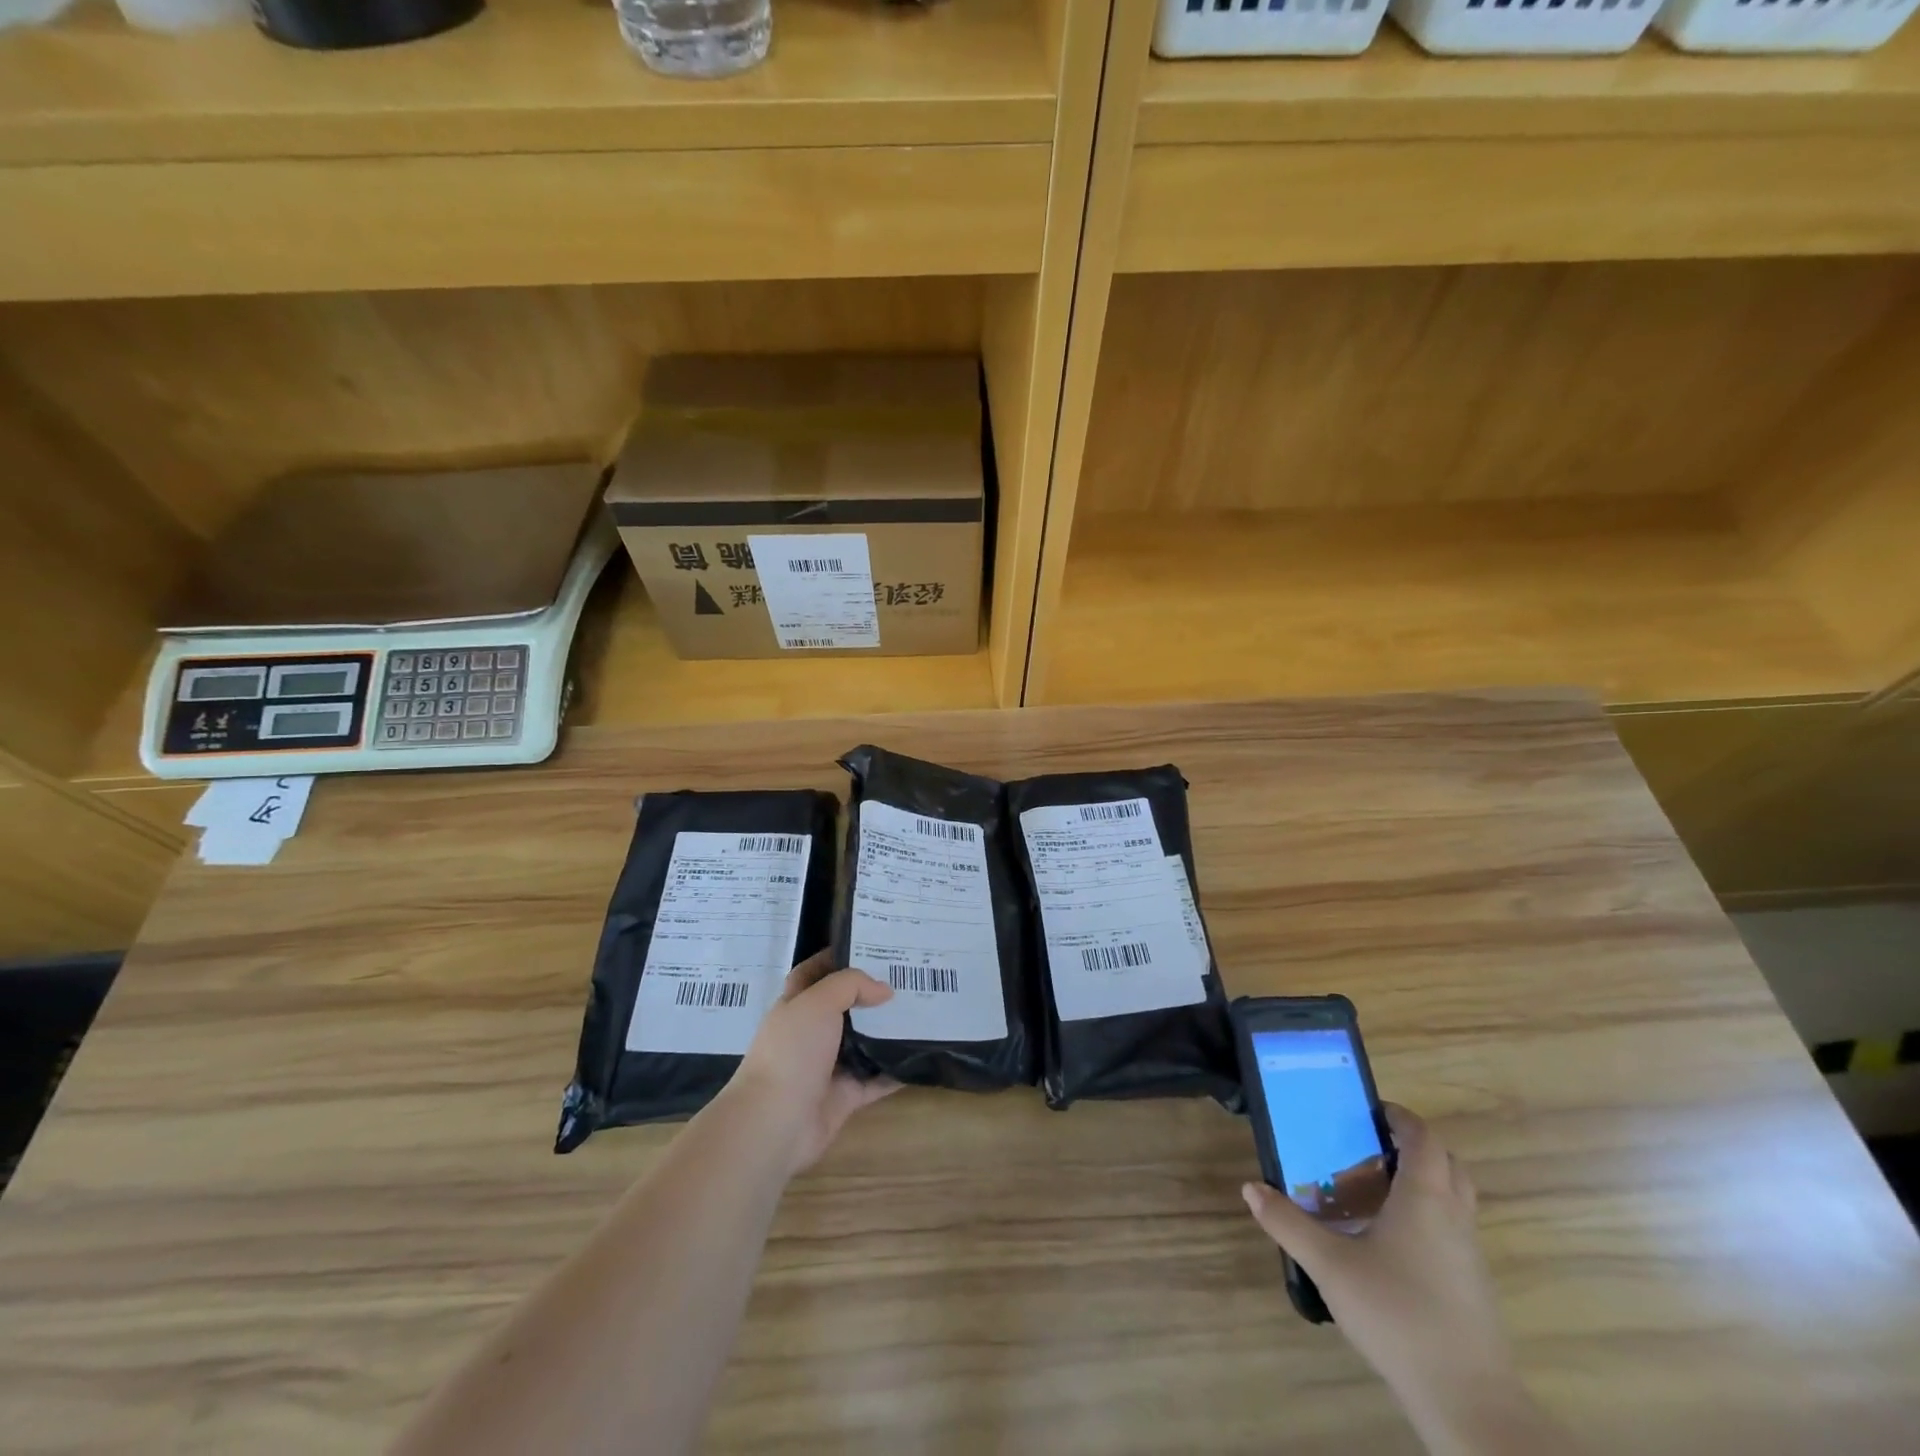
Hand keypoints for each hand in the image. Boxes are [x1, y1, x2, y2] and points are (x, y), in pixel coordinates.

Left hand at [723, 949, 901, 1177]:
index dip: (835, 957)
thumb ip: (851, 985)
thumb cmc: (792, 1052)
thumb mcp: (818, 1002)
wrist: (775, 1122)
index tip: (869, 946)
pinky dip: (897, 1070)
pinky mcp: (845, 1096)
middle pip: (846, 1007)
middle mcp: (811, 1033)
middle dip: (872, 993)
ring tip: (924, 1009)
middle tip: (908, 977)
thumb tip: (884, 990)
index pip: (813, 973)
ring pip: (864, 1043)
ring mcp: (828, 1066)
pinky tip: (922, 1054)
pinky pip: (877, 1079)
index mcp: (796, 1006)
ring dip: (888, 1030)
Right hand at [1241, 1105, 1515, 1421]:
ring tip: (1374, 1192)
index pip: (1423, 1137)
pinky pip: (1453, 1230)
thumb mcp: (1330, 1266)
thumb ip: (1288, 1223)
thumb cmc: (1397, 1314)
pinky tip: (1390, 1244)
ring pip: (1454, 1198)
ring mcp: (1470, 1254)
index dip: (1399, 1117)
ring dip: (1422, 1183)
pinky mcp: (1474, 1286)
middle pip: (1446, 1163)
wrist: (1468, 1401)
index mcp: (1425, 1197)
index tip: (1367, 1111)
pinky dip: (1427, 1218)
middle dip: (1412, 1147)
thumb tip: (1251, 1188)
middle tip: (1369, 1148)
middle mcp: (1454, 1216)